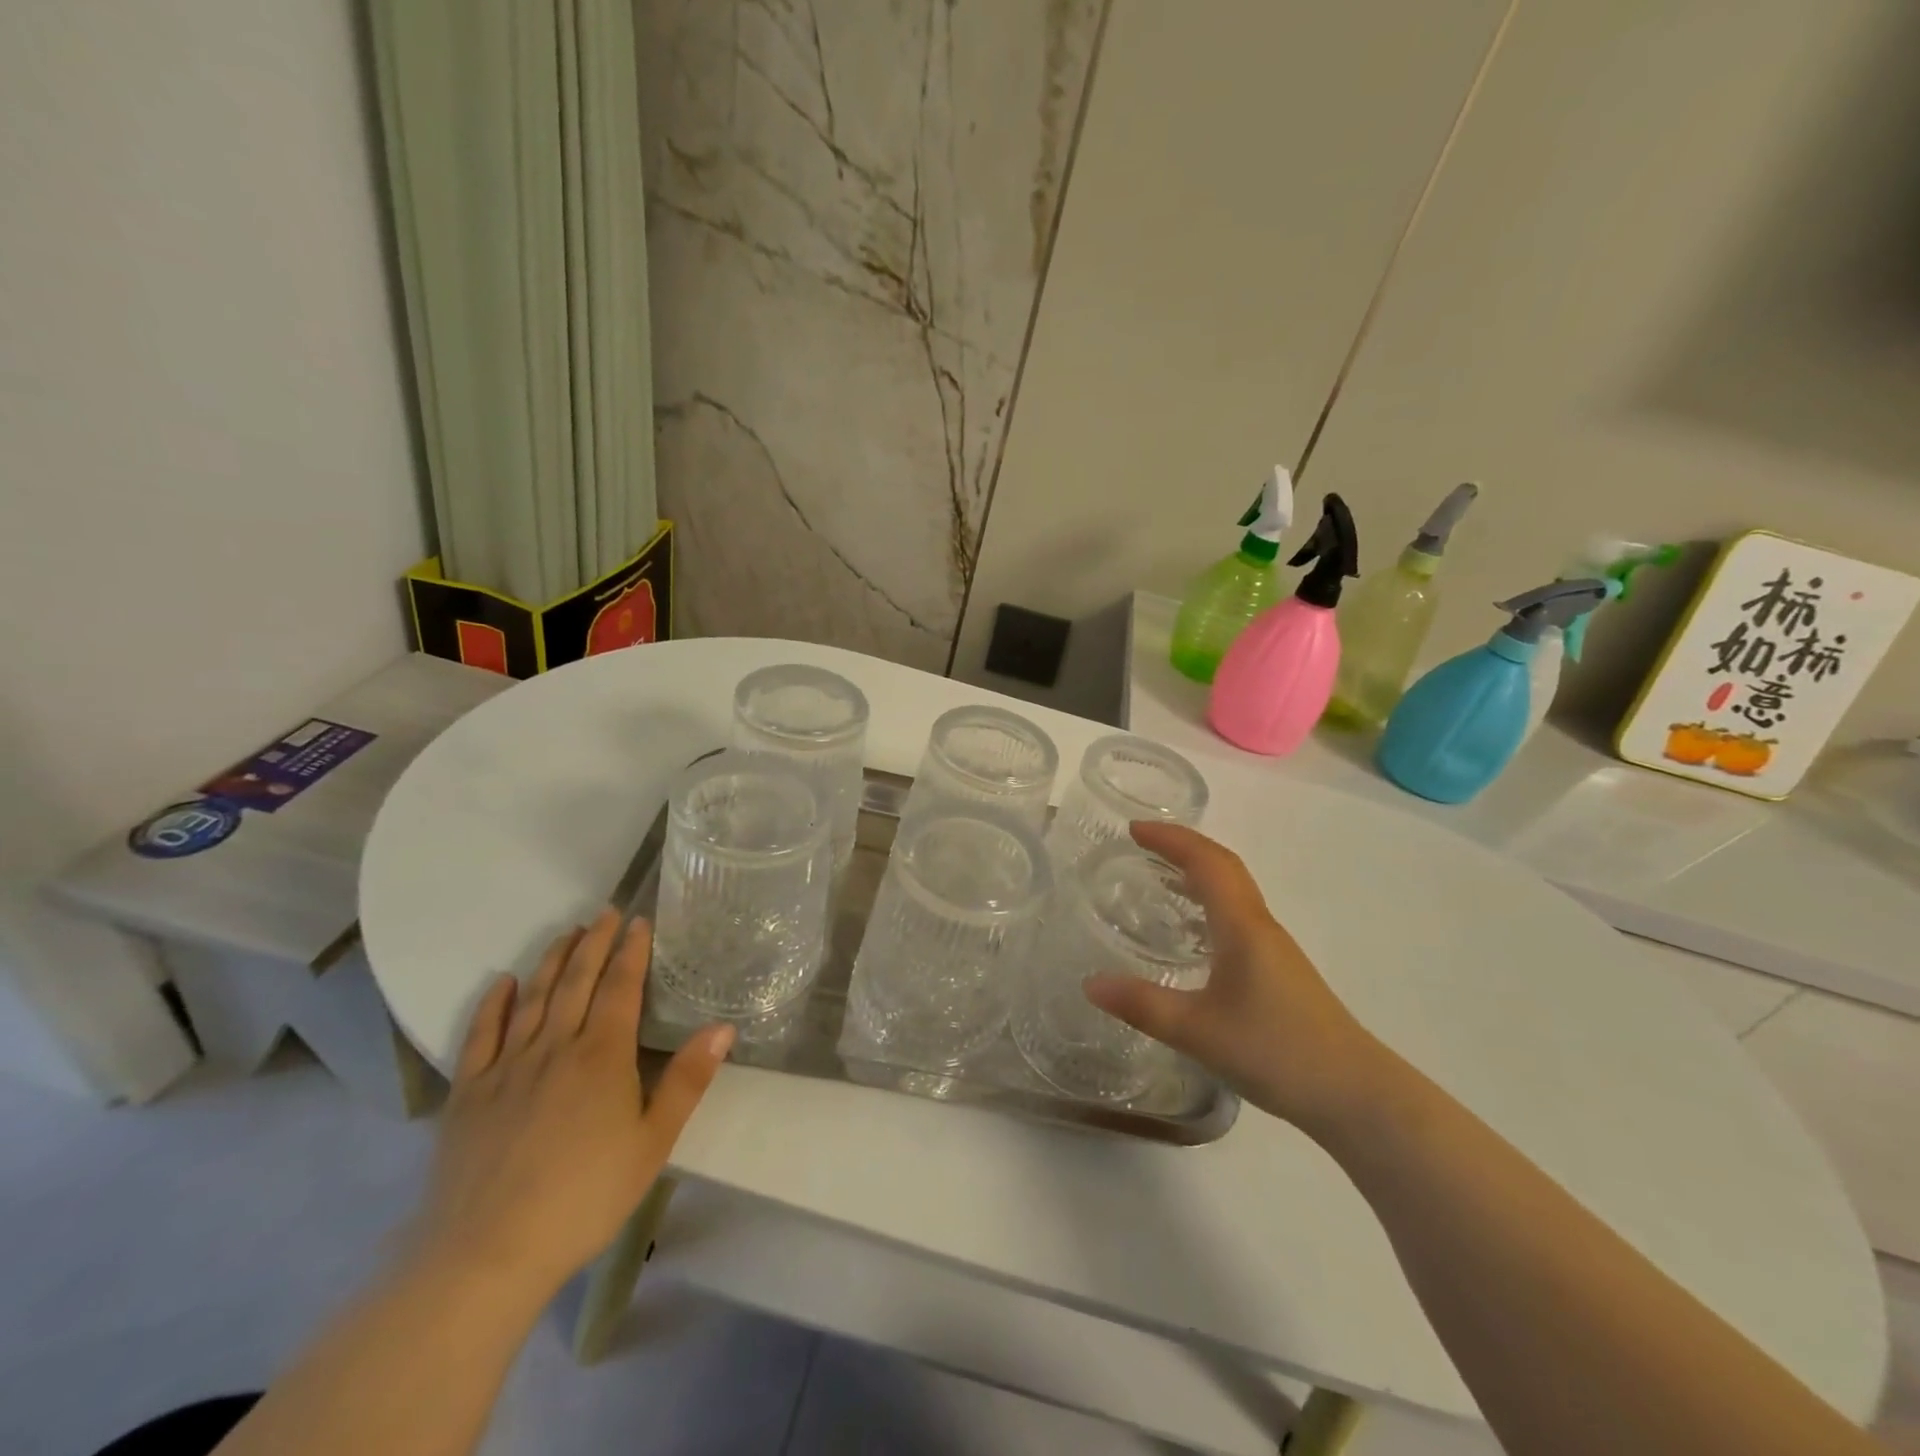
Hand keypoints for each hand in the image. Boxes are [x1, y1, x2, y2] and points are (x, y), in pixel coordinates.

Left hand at [411, 910, 734, 1299]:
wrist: (486, 1255)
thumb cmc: (584, 1198)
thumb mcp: (652, 1143)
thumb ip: (687, 1081)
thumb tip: (723, 1027)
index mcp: (602, 1056)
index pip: (620, 988)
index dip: (630, 952)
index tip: (638, 922)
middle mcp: (555, 1047)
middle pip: (577, 982)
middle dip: (594, 943)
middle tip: (605, 912)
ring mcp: (507, 1068)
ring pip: (533, 999)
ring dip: (552, 961)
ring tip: (567, 934)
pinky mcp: (468, 1094)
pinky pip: (480, 1036)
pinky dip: (492, 1004)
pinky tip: (503, 983)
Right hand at [1085, 822, 1386, 1137]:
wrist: (1357, 1094)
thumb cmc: (1277, 1052)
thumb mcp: (1199, 1031)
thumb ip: (1143, 1006)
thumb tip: (1089, 984)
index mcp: (1242, 926)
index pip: (1206, 862)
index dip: (1171, 839)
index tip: (1134, 829)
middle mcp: (1260, 926)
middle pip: (1224, 866)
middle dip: (1183, 846)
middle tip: (1142, 844)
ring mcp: (1274, 948)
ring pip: (1234, 890)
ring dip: (1199, 871)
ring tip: (1160, 876)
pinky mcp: (1279, 971)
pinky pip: (1238, 915)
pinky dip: (1210, 901)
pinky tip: (1193, 931)